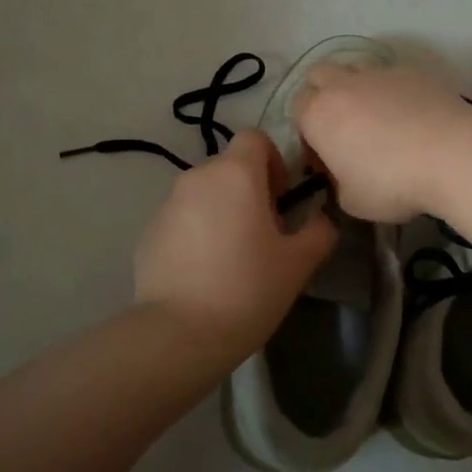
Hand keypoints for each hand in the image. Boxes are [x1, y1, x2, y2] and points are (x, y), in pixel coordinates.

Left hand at [134, 130, 337, 360]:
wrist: (178, 334)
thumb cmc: (247, 289)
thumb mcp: (298, 264)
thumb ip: (319, 232)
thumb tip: (322, 219)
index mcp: (236, 174)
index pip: (254, 138)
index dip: (273, 160)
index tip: (281, 198)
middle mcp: (198, 177)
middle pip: (230, 167)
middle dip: (250, 190)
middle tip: (264, 233)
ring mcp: (167, 204)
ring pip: (204, 193)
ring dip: (222, 210)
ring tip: (233, 256)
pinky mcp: (148, 232)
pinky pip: (182, 218)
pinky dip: (196, 232)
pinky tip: (204, 273)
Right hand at [292, 63, 471, 222]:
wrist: (452, 154)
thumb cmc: (392, 183)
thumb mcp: (353, 202)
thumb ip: (338, 184)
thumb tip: (344, 177)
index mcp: (318, 114)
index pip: (297, 107)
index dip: (307, 129)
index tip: (325, 152)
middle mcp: (342, 85)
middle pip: (319, 75)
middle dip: (324, 94)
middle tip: (344, 126)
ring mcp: (379, 72)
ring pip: (356, 70)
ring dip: (358, 89)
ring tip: (380, 119)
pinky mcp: (413, 71)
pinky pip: (392, 76)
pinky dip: (394, 92)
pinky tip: (412, 116)